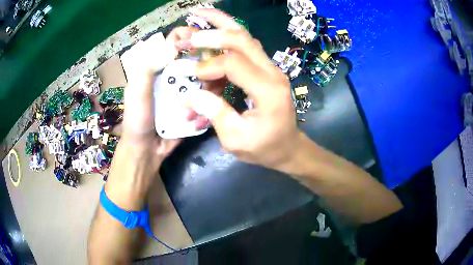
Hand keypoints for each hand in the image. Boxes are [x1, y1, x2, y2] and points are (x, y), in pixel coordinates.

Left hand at [120, 27, 200, 167]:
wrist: (147, 150)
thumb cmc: (137, 120)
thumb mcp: (136, 92)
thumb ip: (147, 68)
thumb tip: (172, 45)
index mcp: (160, 66)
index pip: (177, 41)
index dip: (189, 37)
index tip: (201, 45)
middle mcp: (176, 74)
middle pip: (198, 56)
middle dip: (207, 63)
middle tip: (208, 76)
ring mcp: (188, 89)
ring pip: (208, 75)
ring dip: (211, 84)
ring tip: (204, 99)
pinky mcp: (196, 104)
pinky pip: (210, 95)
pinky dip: (212, 99)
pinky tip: (207, 109)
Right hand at [185, 9, 301, 171]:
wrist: (288, 147)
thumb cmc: (264, 148)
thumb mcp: (236, 140)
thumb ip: (214, 113)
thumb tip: (189, 94)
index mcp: (267, 90)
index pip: (233, 63)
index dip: (208, 65)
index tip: (191, 75)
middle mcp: (272, 72)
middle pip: (242, 38)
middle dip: (214, 27)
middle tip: (193, 17)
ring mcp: (271, 68)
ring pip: (246, 37)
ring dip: (223, 23)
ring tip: (202, 13)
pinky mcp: (267, 70)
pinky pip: (246, 48)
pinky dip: (228, 38)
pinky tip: (214, 33)